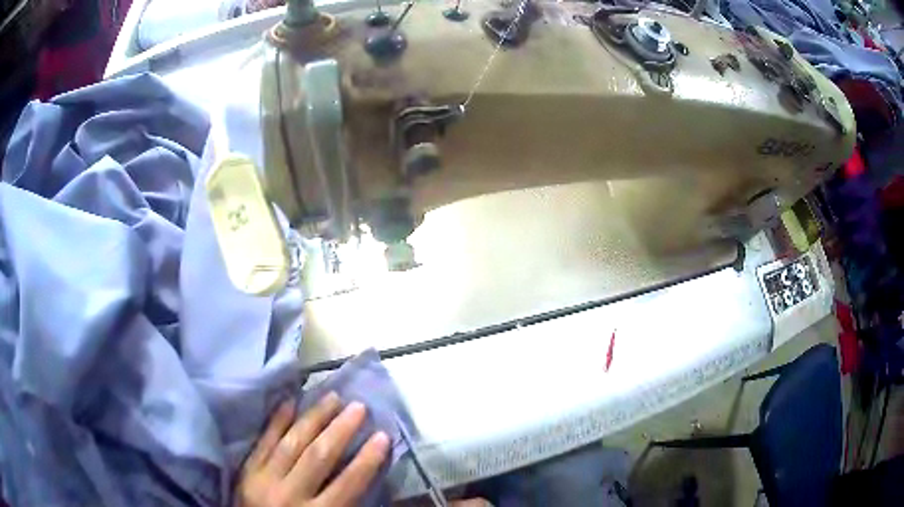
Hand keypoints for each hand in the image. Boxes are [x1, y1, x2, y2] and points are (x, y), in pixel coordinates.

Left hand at [236, 392, 389, 506]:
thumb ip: (344, 505)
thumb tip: (367, 477)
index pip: (348, 484)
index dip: (367, 460)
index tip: (383, 436)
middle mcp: (289, 494)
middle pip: (318, 457)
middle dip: (340, 430)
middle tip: (358, 407)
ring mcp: (264, 480)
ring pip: (292, 443)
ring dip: (313, 418)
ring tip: (332, 398)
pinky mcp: (247, 471)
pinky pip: (263, 442)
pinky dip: (276, 421)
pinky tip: (289, 402)